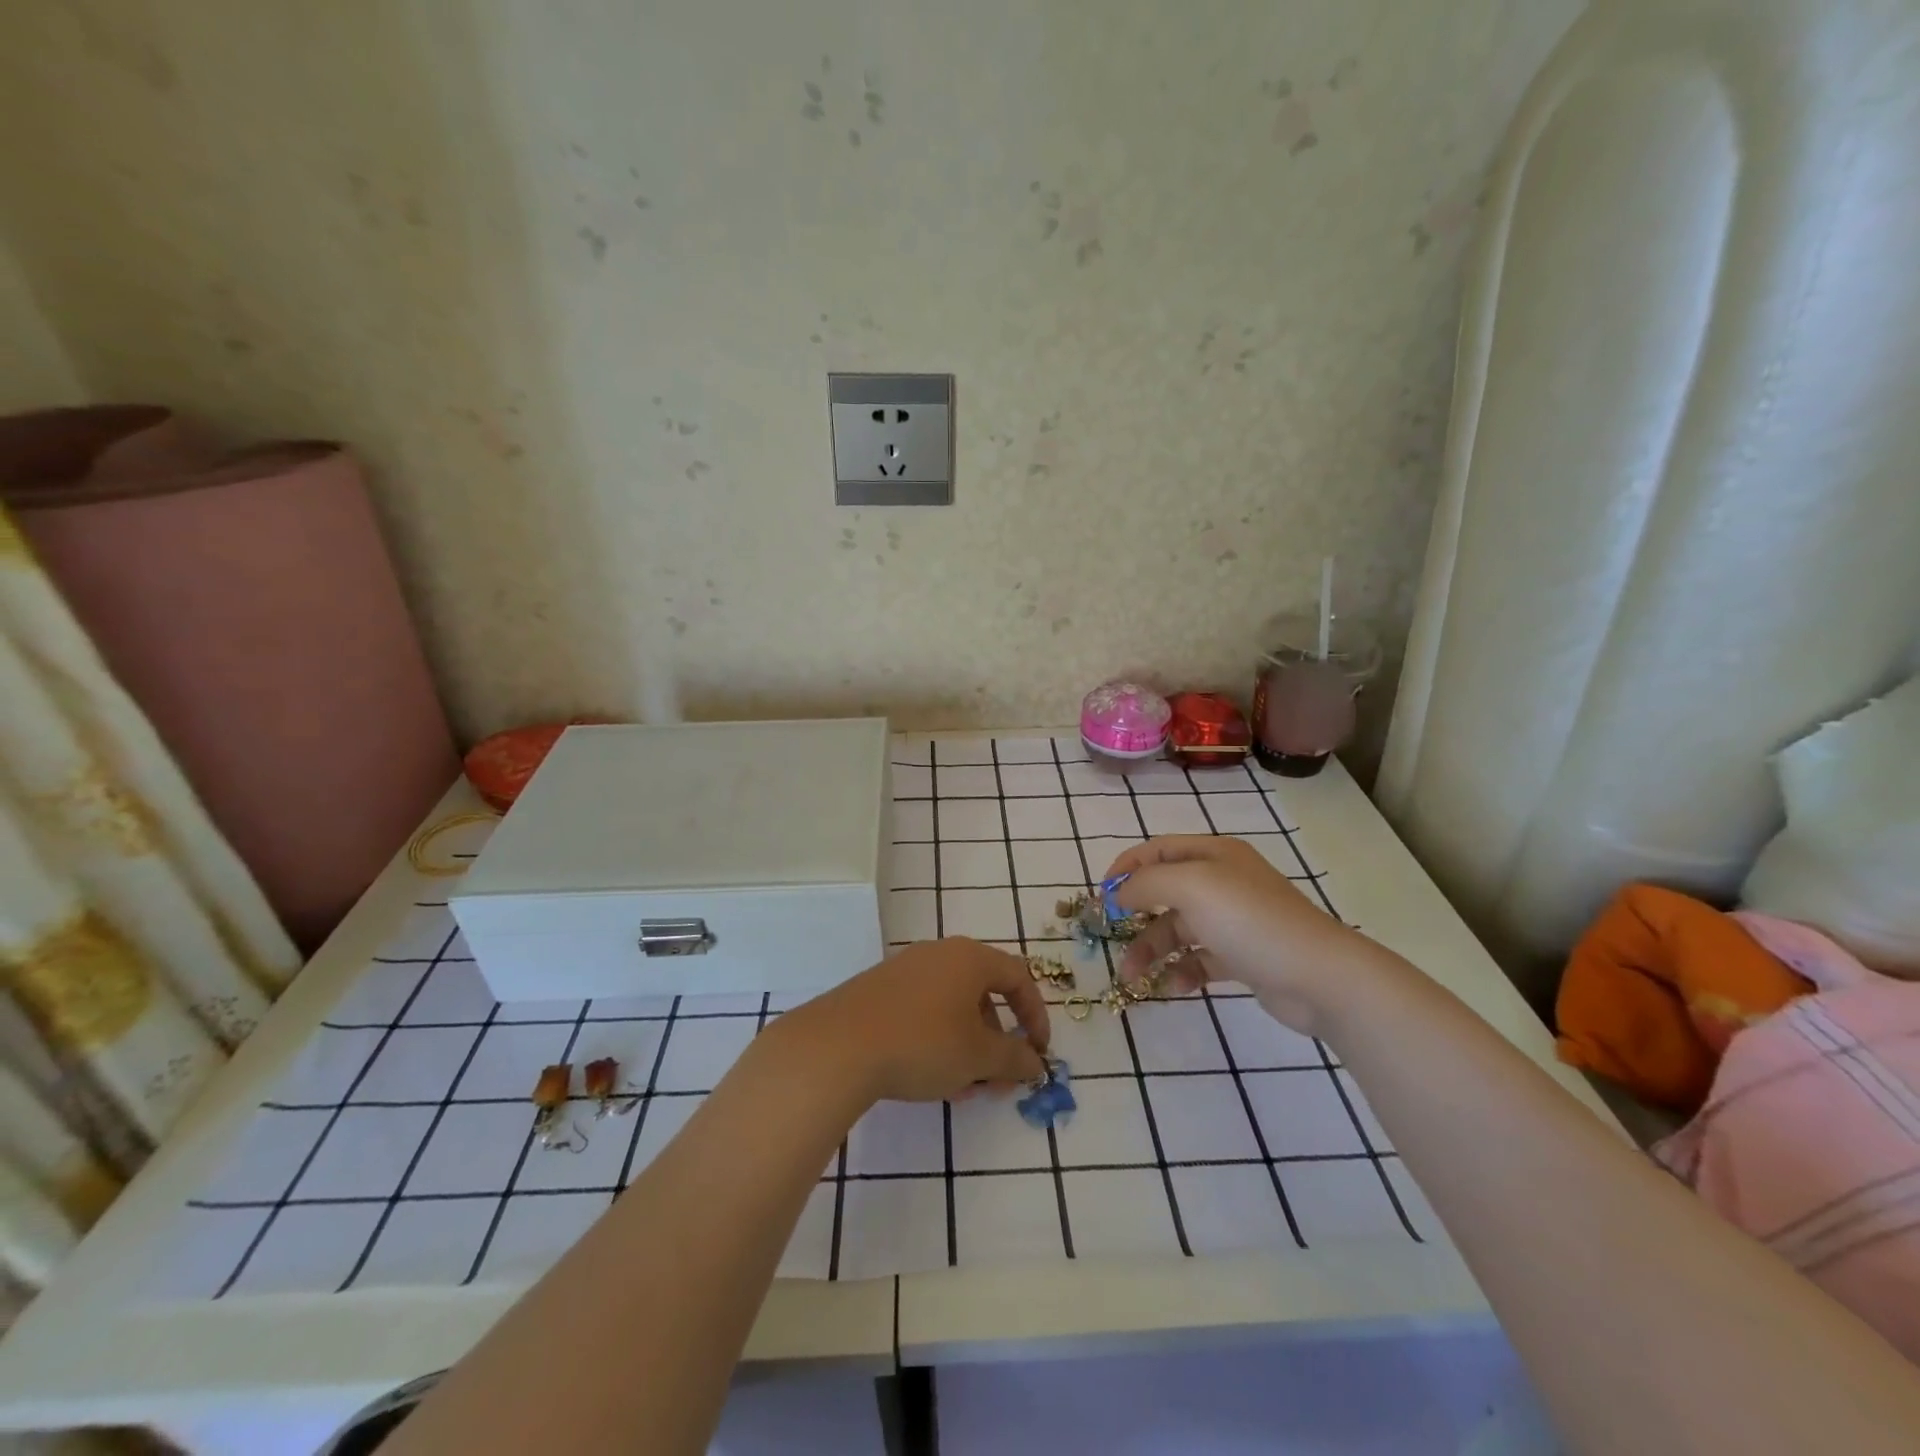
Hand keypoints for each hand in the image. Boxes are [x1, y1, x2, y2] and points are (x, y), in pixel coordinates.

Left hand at [783, 939, 1050, 1103]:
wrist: (837, 1046)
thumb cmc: (922, 1043)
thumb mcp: (978, 1057)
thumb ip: (1014, 1059)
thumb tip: (1035, 1062)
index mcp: (969, 958)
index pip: (1017, 977)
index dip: (1036, 1015)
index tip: (1039, 1052)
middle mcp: (939, 954)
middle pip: (982, 994)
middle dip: (998, 1041)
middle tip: (1000, 1080)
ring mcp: (905, 970)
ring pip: (952, 1008)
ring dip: (968, 1048)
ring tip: (966, 1090)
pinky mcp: (878, 991)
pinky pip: (923, 1013)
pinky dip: (939, 1043)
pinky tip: (933, 1081)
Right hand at [1103, 836, 1368, 1033]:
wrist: (1319, 976)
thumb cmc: (1249, 920)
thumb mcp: (1190, 887)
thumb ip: (1146, 883)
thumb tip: (1118, 893)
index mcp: (1212, 854)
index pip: (1156, 850)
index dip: (1125, 868)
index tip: (1101, 897)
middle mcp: (1222, 881)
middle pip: (1164, 892)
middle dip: (1134, 916)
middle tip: (1110, 938)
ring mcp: (1234, 920)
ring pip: (1178, 929)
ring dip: (1152, 950)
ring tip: (1134, 977)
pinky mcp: (1243, 955)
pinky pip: (1200, 959)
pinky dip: (1182, 971)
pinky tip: (1173, 987)